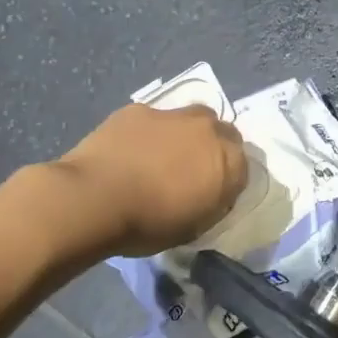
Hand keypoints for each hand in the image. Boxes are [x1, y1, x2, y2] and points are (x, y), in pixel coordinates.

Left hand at [55, 103, 248, 257]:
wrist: (94, 198)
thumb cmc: (148, 223)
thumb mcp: (193, 227)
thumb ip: (211, 203)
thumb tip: (210, 194)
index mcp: (229, 161)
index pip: (243, 166)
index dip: (228, 180)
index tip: (212, 195)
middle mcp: (208, 130)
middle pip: (222, 132)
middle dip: (213, 148)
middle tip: (191, 171)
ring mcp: (173, 115)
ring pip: (190, 119)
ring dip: (184, 135)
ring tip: (161, 158)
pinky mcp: (139, 110)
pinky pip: (153, 120)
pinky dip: (149, 133)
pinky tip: (130, 152)